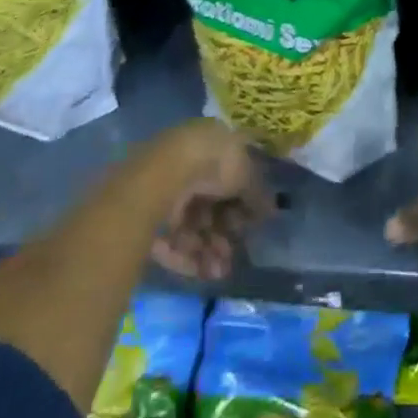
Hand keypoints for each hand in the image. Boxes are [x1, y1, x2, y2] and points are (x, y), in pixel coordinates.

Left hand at [148, 120, 272, 281]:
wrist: (164, 176)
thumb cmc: (212, 164)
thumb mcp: (246, 174)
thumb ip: (258, 194)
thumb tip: (272, 210)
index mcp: (209, 145)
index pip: (228, 176)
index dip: (241, 201)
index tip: (250, 223)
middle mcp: (187, 165)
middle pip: (209, 205)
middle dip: (223, 233)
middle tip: (233, 254)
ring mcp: (165, 191)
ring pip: (190, 226)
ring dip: (208, 250)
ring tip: (219, 271)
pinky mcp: (145, 217)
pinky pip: (170, 240)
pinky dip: (186, 257)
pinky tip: (202, 272)